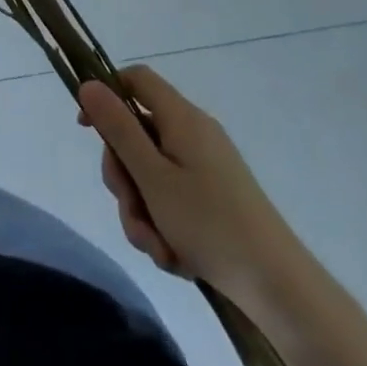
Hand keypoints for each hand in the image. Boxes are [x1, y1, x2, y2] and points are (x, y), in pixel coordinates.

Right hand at [78, 65, 299, 299]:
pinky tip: (175, 256)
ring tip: (158, 247)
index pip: (135, 79)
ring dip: (143, 211)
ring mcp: (205, 166)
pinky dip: (164, 224)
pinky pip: (171, 198)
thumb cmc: (210, 224)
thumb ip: (117, 129)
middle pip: (136, 135)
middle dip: (125, 177)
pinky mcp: (213, 196)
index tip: (88, 129)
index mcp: (181, 118)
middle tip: (132, 209)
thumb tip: (88, 85)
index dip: (106, 95)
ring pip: (149, 174)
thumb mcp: (152, 177)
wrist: (277, 286)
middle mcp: (193, 134)